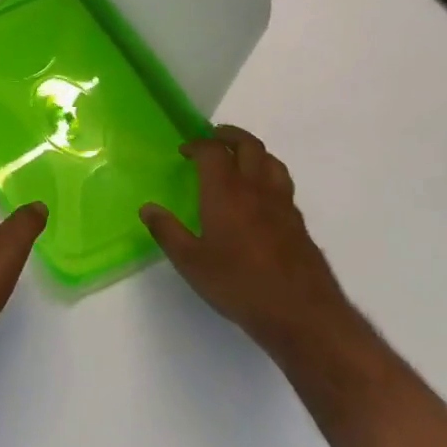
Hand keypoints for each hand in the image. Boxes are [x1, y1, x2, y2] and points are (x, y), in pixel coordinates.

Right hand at [140, 126, 351, 356]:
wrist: (299, 311)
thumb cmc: (237, 283)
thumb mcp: (190, 261)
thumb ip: (167, 231)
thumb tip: (147, 208)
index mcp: (225, 191)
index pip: (213, 151)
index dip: (197, 144)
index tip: (184, 150)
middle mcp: (256, 188)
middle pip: (248, 145)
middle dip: (229, 135)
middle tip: (213, 137)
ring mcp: (282, 203)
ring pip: (271, 161)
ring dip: (253, 151)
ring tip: (239, 158)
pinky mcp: (298, 222)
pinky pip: (282, 183)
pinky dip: (268, 174)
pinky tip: (260, 195)